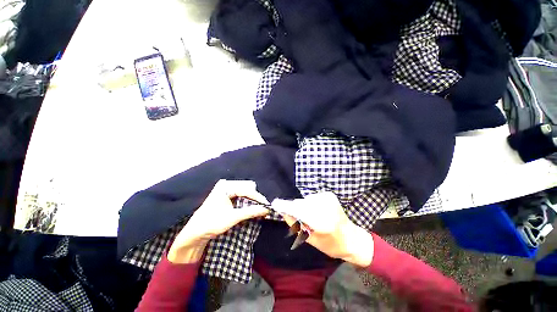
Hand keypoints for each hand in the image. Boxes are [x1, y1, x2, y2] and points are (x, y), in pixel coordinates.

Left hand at [168, 180, 269, 263]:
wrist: (195, 233)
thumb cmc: (211, 223)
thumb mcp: (233, 217)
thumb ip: (251, 212)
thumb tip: (267, 209)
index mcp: (226, 186)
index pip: (247, 190)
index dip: (258, 198)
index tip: (267, 206)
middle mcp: (226, 184)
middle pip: (247, 188)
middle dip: (256, 199)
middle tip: (263, 208)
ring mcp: (226, 189)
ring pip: (245, 192)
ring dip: (252, 200)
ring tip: (258, 209)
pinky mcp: (226, 195)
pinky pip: (241, 195)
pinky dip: (247, 202)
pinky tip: (251, 208)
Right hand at [271, 192, 373, 266]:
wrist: (352, 238)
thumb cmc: (331, 244)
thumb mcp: (311, 240)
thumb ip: (296, 225)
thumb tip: (284, 212)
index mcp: (323, 223)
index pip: (300, 211)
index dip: (286, 206)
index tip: (275, 203)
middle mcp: (326, 207)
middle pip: (301, 204)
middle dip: (295, 209)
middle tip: (299, 219)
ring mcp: (329, 199)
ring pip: (305, 200)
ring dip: (303, 207)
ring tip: (311, 217)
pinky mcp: (329, 195)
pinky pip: (311, 197)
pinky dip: (310, 204)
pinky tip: (316, 211)